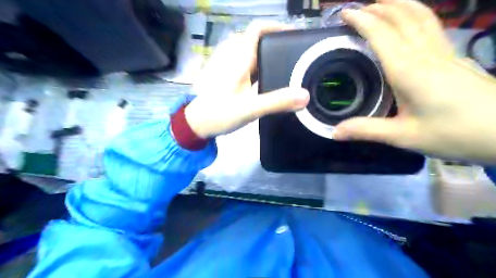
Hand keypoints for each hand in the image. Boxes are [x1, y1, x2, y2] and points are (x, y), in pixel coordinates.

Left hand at [186, 22, 307, 138]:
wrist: (197, 124)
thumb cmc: (219, 113)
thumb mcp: (250, 109)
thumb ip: (277, 102)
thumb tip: (304, 96)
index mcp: (238, 58)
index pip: (256, 29)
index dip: (276, 27)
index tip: (293, 36)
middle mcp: (233, 57)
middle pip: (256, 40)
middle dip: (275, 43)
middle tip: (294, 55)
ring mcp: (229, 67)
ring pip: (251, 52)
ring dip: (267, 55)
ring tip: (286, 65)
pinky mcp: (227, 76)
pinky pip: (246, 64)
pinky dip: (258, 66)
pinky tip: (267, 78)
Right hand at [333, 0, 495, 164]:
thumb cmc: (454, 133)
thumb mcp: (403, 136)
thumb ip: (366, 130)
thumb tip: (333, 132)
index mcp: (408, 70)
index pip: (381, 35)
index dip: (362, 20)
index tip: (345, 14)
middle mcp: (425, 55)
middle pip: (402, 18)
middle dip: (378, 8)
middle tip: (357, 10)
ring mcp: (443, 53)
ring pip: (421, 16)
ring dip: (399, 5)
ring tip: (382, 4)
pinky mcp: (453, 58)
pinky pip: (431, 26)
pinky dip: (415, 15)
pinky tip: (410, 22)